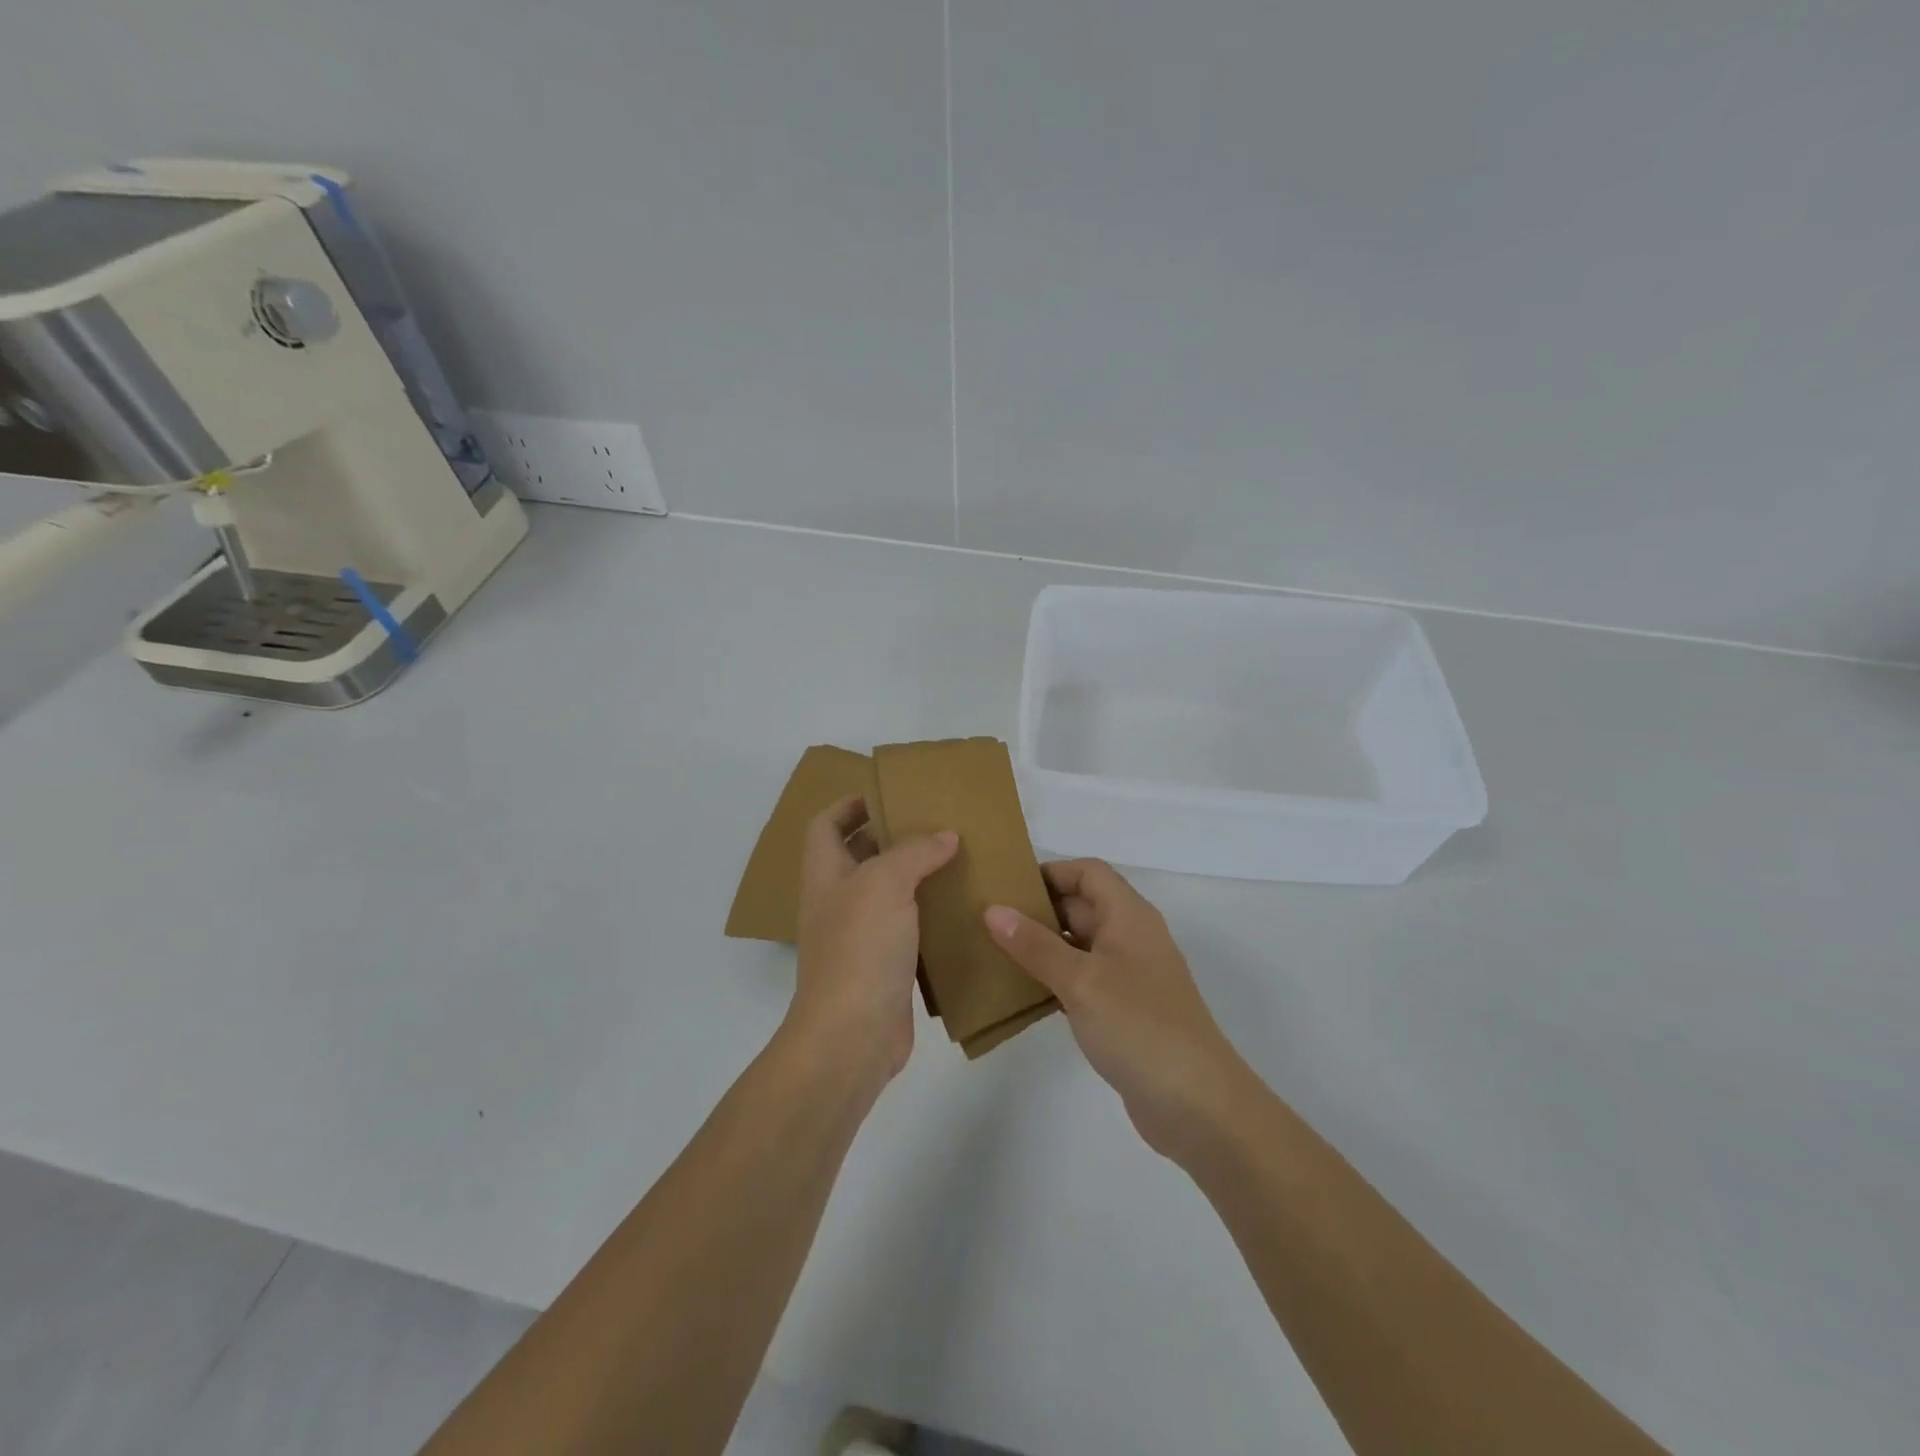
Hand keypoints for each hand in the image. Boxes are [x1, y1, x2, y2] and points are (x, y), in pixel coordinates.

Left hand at [789, 796, 957, 1088]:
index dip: (851, 803)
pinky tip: (961, 906)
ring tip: (958, 857)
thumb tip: (945, 836)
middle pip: (859, 854)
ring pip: (888, 891)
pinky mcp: (885, 964)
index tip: (891, 793)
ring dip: (917, 874)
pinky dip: (930, 913)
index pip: (826, 823)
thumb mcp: (884, 883)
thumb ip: (914, 852)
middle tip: (937, 822)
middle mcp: (838, 900)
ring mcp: (860, 935)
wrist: (852, 1035)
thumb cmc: (859, 947)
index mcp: (825, 873)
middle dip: (893, 835)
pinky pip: (908, 926)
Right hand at [985, 860, 1249, 1161]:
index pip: (1088, 872)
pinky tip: (1021, 993)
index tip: (1007, 888)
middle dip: (1038, 909)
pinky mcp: (1124, 1012)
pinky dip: (1054, 979)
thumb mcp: (1082, 980)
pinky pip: (1082, 980)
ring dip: (1042, 946)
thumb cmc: (1140, 1026)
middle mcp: (1131, 938)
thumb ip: (1036, 945)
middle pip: (1082, 905)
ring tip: (994, 952)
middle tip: (988, 919)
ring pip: (1079, 945)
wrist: (1197, 1105)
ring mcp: (1129, 977)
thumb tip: (993, 910)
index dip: (1051, 872)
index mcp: (1129, 916)